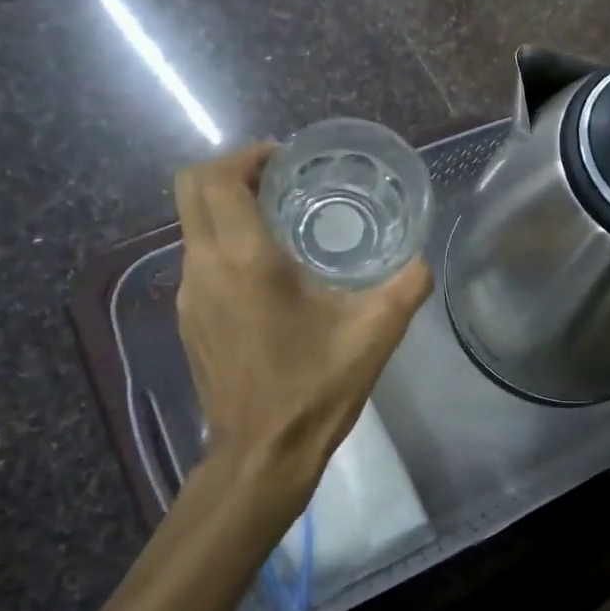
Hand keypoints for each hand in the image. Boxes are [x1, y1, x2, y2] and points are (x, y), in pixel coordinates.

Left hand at [173, 142, 431, 528]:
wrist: (261, 454)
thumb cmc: (316, 387)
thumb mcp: (376, 332)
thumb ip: (407, 285)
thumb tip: (421, 260)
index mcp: (246, 259)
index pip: (218, 179)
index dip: (246, 155)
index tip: (284, 158)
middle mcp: (205, 267)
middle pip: (190, 190)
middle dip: (230, 171)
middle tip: (280, 179)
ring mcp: (188, 295)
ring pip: (191, 224)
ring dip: (226, 207)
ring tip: (279, 220)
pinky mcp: (187, 319)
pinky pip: (197, 258)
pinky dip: (223, 242)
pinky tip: (266, 272)